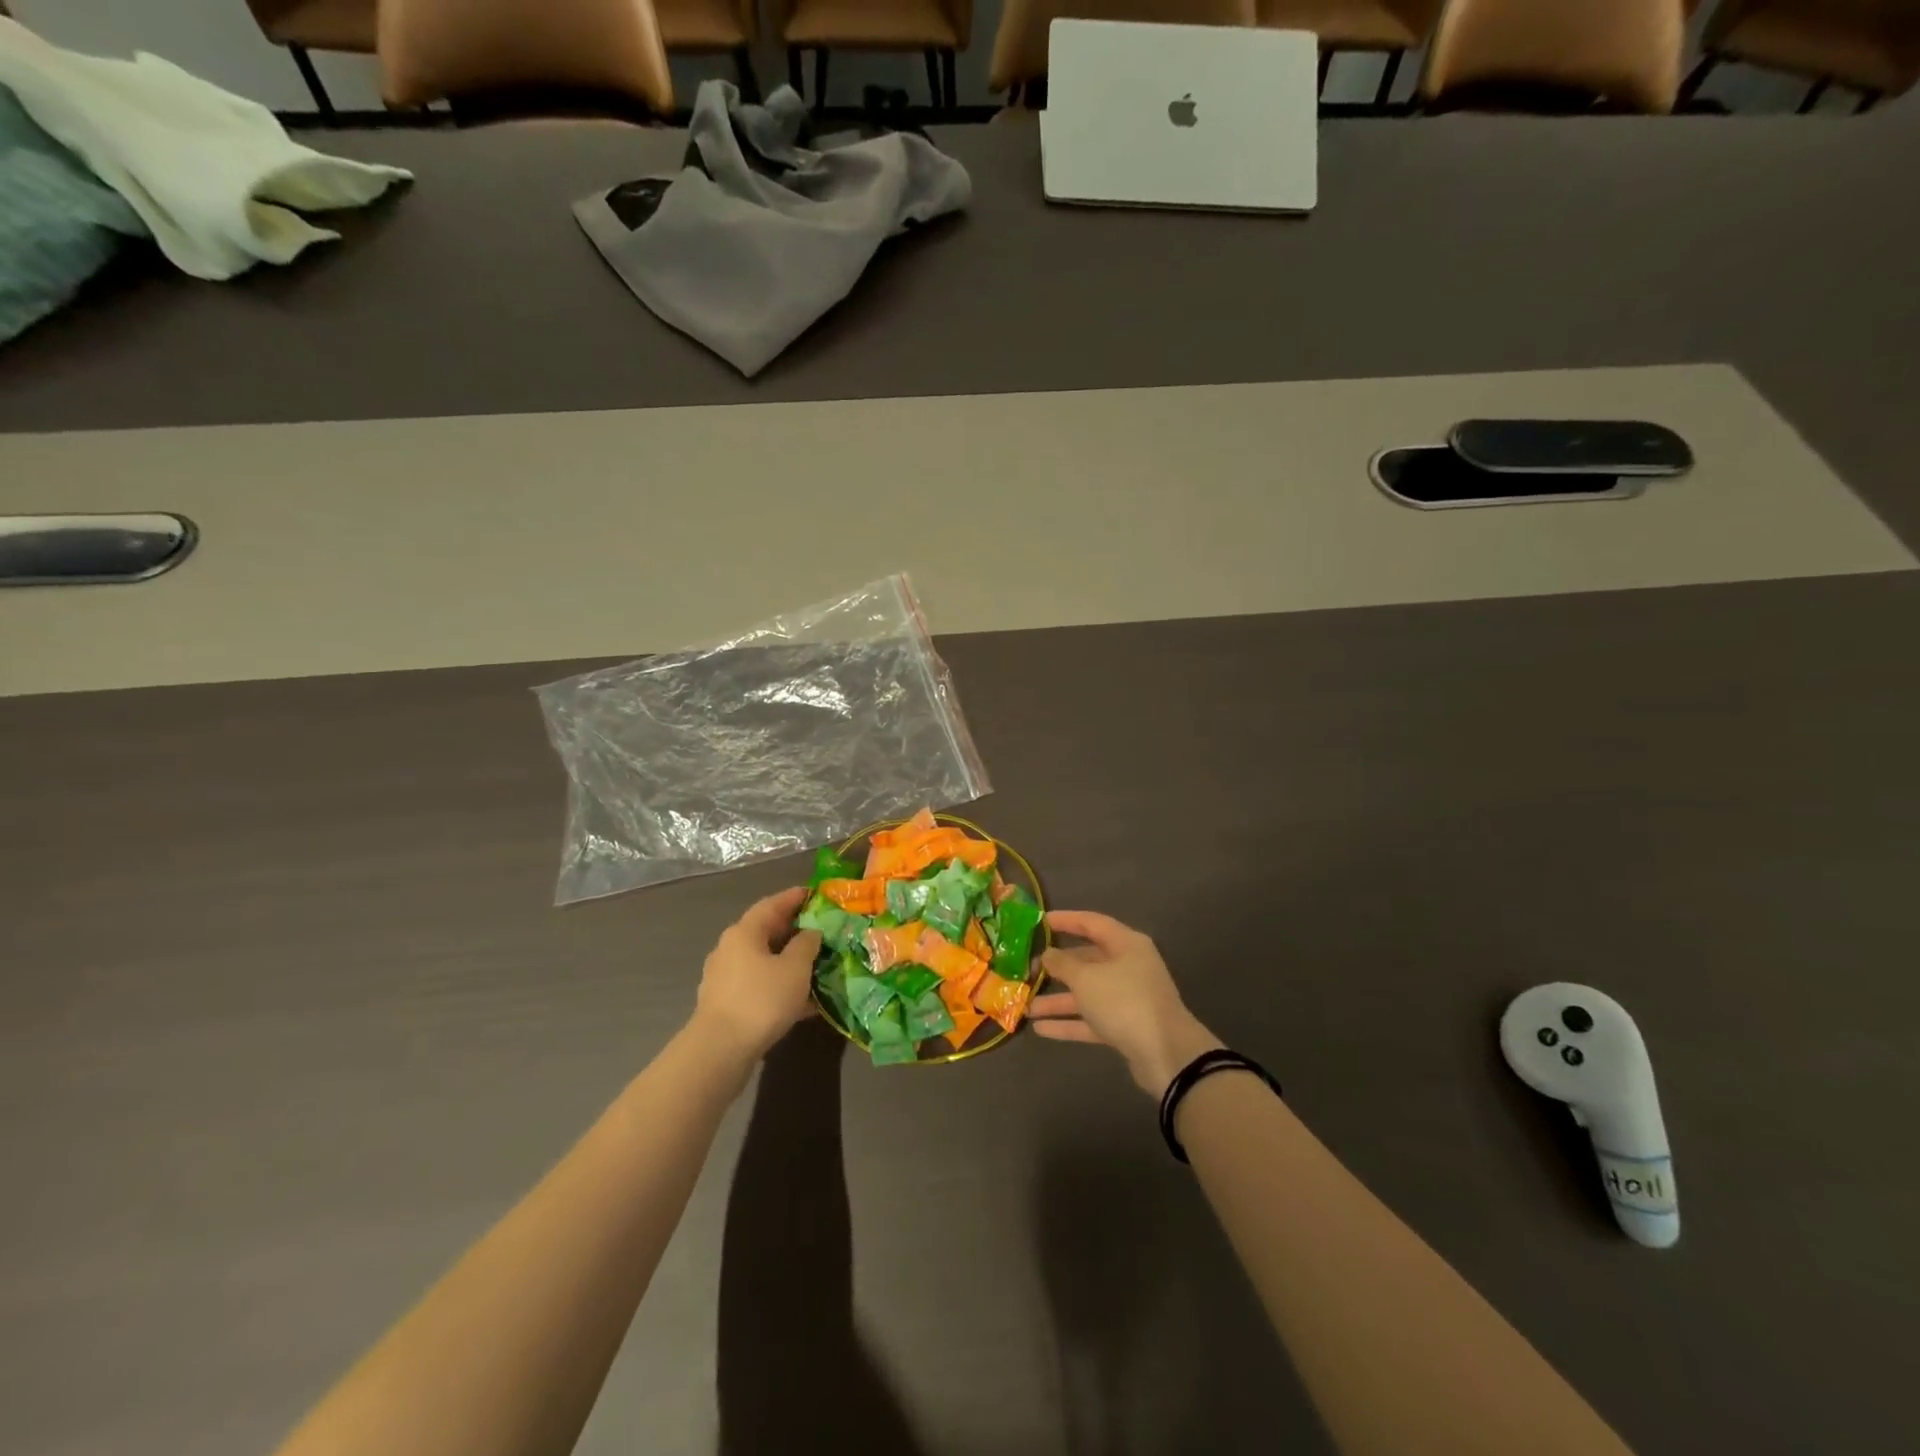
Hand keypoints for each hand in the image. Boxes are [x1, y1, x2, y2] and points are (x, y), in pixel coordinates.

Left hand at [692, 888, 820, 1062]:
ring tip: (818, 965)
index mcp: (745, 932)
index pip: (773, 904)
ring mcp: (726, 977)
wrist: (720, 1050)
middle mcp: (731, 948)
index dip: (795, 897)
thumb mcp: (795, 968)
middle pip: (767, 931)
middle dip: (795, 930)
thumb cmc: (761, 999)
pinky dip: (781, 986)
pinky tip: (804, 1001)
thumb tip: (811, 933)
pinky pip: (760, 985)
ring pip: (764, 960)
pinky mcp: (727, 1003)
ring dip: (790, 961)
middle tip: (823, 930)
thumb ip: (806, 944)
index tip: (816, 894)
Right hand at [1029, 910, 1222, 1096]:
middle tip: (1026, 969)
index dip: (1065, 920)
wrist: (1166, 1055)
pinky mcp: (1125, 1027)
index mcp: (1126, 944)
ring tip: (1025, 1005)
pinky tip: (1040, 1029)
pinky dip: (1068, 1023)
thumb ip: (1063, 964)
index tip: (1038, 921)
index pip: (1091, 923)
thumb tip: (1048, 954)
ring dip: (1057, 999)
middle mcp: (1128, 967)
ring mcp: (1127, 998)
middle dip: (1056, 966)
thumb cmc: (1124, 1002)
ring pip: (1086, 993)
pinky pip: (1091, 1019)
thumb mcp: (1087, 978)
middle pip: (1087, 960)